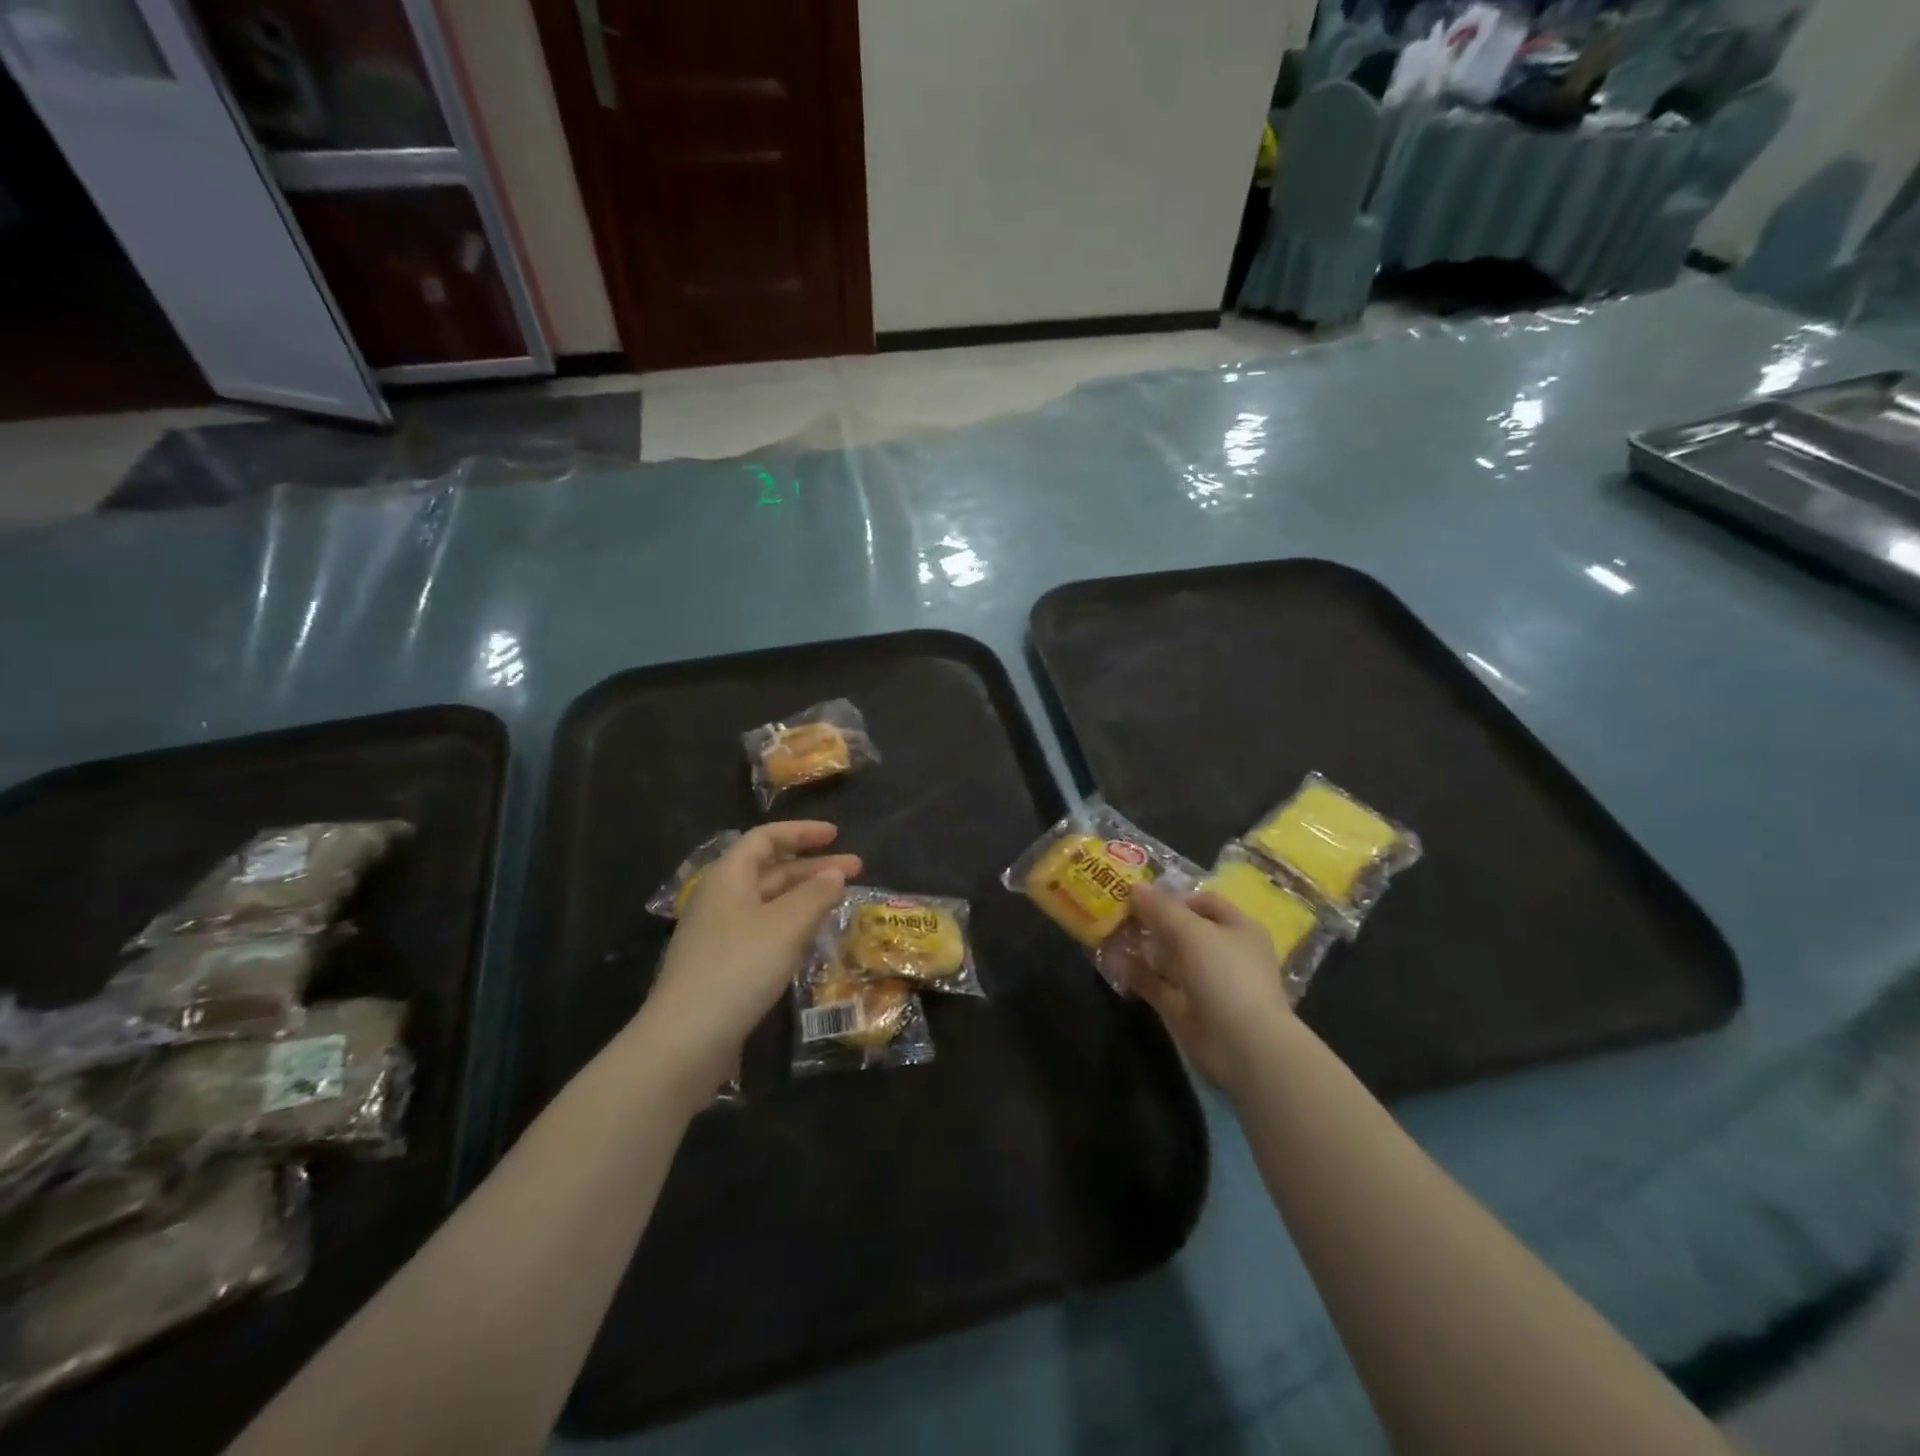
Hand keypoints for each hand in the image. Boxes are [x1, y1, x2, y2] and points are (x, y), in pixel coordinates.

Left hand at [637, 822, 859, 1100]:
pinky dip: (792, 925)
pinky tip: (812, 938)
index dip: (801, 832)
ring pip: (769, 902)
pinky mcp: (723, 966)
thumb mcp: (787, 925)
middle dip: (813, 867)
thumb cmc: (739, 967)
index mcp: (728, 877)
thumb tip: (835, 874)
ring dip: (805, 897)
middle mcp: (720, 899)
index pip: (765, 839)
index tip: (836, 835)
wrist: (686, 1040)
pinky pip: (763, 931)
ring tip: (840, 901)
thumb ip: (815, 894)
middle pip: (770, 870)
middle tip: (856, 870)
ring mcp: (719, 934)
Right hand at [1128, 883, 1295, 1094]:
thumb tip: (1136, 886)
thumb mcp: (1192, 931)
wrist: (1244, 1046)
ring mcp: (1204, 983)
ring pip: (1167, 959)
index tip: (1140, 896)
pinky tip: (1112, 964)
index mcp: (1238, 928)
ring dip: (1140, 948)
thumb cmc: (1226, 974)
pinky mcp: (1186, 1009)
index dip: (1173, 896)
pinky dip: (1136, 975)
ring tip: (1108, 935)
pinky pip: (1157, 985)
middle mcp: (1223, 953)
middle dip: (1151, 922)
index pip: (1203, 902)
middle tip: (1117, 913)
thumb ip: (1161, 908)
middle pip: (1182, 930)